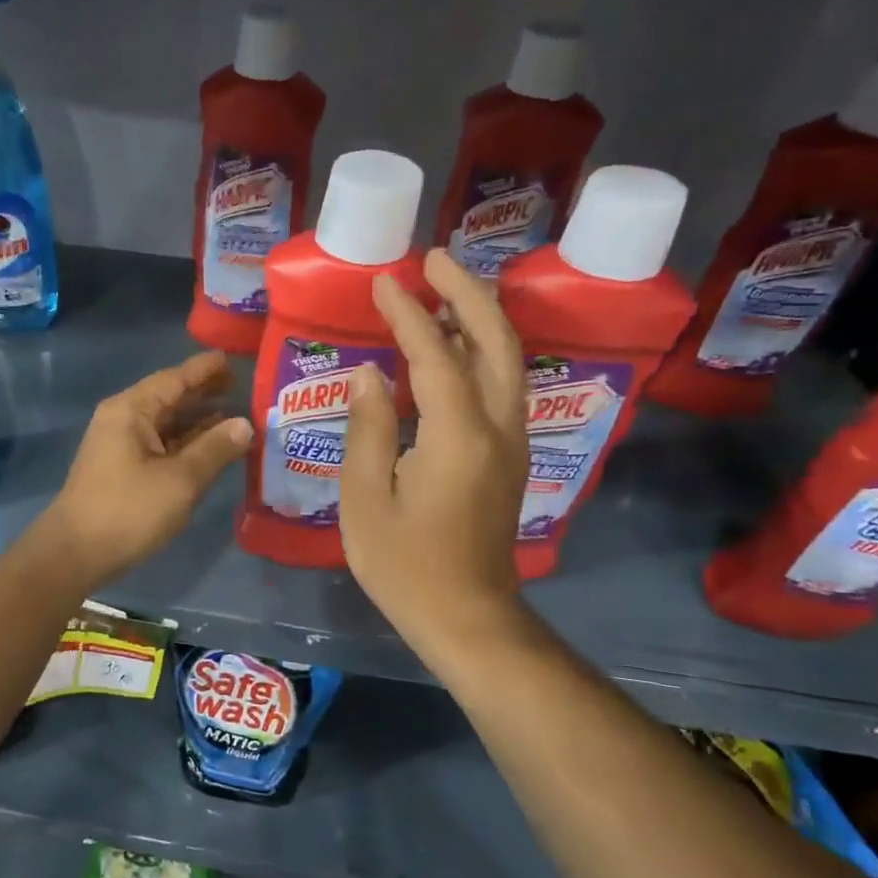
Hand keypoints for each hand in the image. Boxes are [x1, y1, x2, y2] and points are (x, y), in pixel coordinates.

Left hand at [37, 351, 252, 588]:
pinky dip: (186, 442)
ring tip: (236, 415)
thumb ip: (214, 449)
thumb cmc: (128, 511)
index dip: (205, 369)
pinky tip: (211, 447)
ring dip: (198, 420)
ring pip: (166, 423)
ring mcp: (121, 444)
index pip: (175, 378)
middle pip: (170, 397)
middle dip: (204, 393)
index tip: (233, 358)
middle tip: (242, 386)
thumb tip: (245, 424)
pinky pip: (161, 444)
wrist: (75, 553)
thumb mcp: (180, 480)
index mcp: (131, 410)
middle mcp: (123, 419)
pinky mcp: (123, 468)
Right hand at [340, 250, 529, 651]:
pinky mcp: (510, 456)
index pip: (435, 355)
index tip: (383, 281)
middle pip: (496, 341)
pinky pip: (501, 384)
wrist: (470, 618)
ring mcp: (511, 441)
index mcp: (458, 436)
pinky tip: (453, 347)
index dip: (409, 313)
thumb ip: (367, 429)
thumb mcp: (365, 499)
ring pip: (508, 360)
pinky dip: (481, 350)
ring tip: (445, 289)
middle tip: (434, 259)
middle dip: (467, 293)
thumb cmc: (406, 566)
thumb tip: (368, 374)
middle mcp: (498, 428)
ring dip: (480, 317)